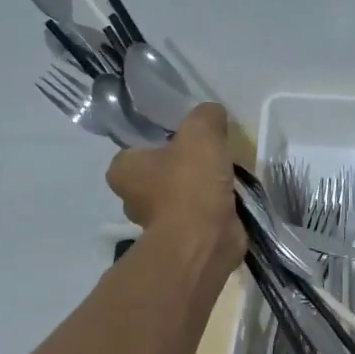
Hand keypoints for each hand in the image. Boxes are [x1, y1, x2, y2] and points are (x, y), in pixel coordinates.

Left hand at [105, 104, 246, 265]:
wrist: (205, 239)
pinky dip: (212, 209)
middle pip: (159, 173)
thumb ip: (205, 116)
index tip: (187, 138)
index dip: (162, 141)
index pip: (138, 148)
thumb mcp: (200, 132)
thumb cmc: (190, 183)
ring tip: (226, 176)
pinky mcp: (182, 239)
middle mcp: (132, 198)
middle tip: (210, 155)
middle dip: (182, 167)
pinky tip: (231, 199)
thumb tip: (213, 114)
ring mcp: (157, 223)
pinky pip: (197, 215)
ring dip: (200, 189)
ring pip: (180, 195)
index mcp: (123, 169)